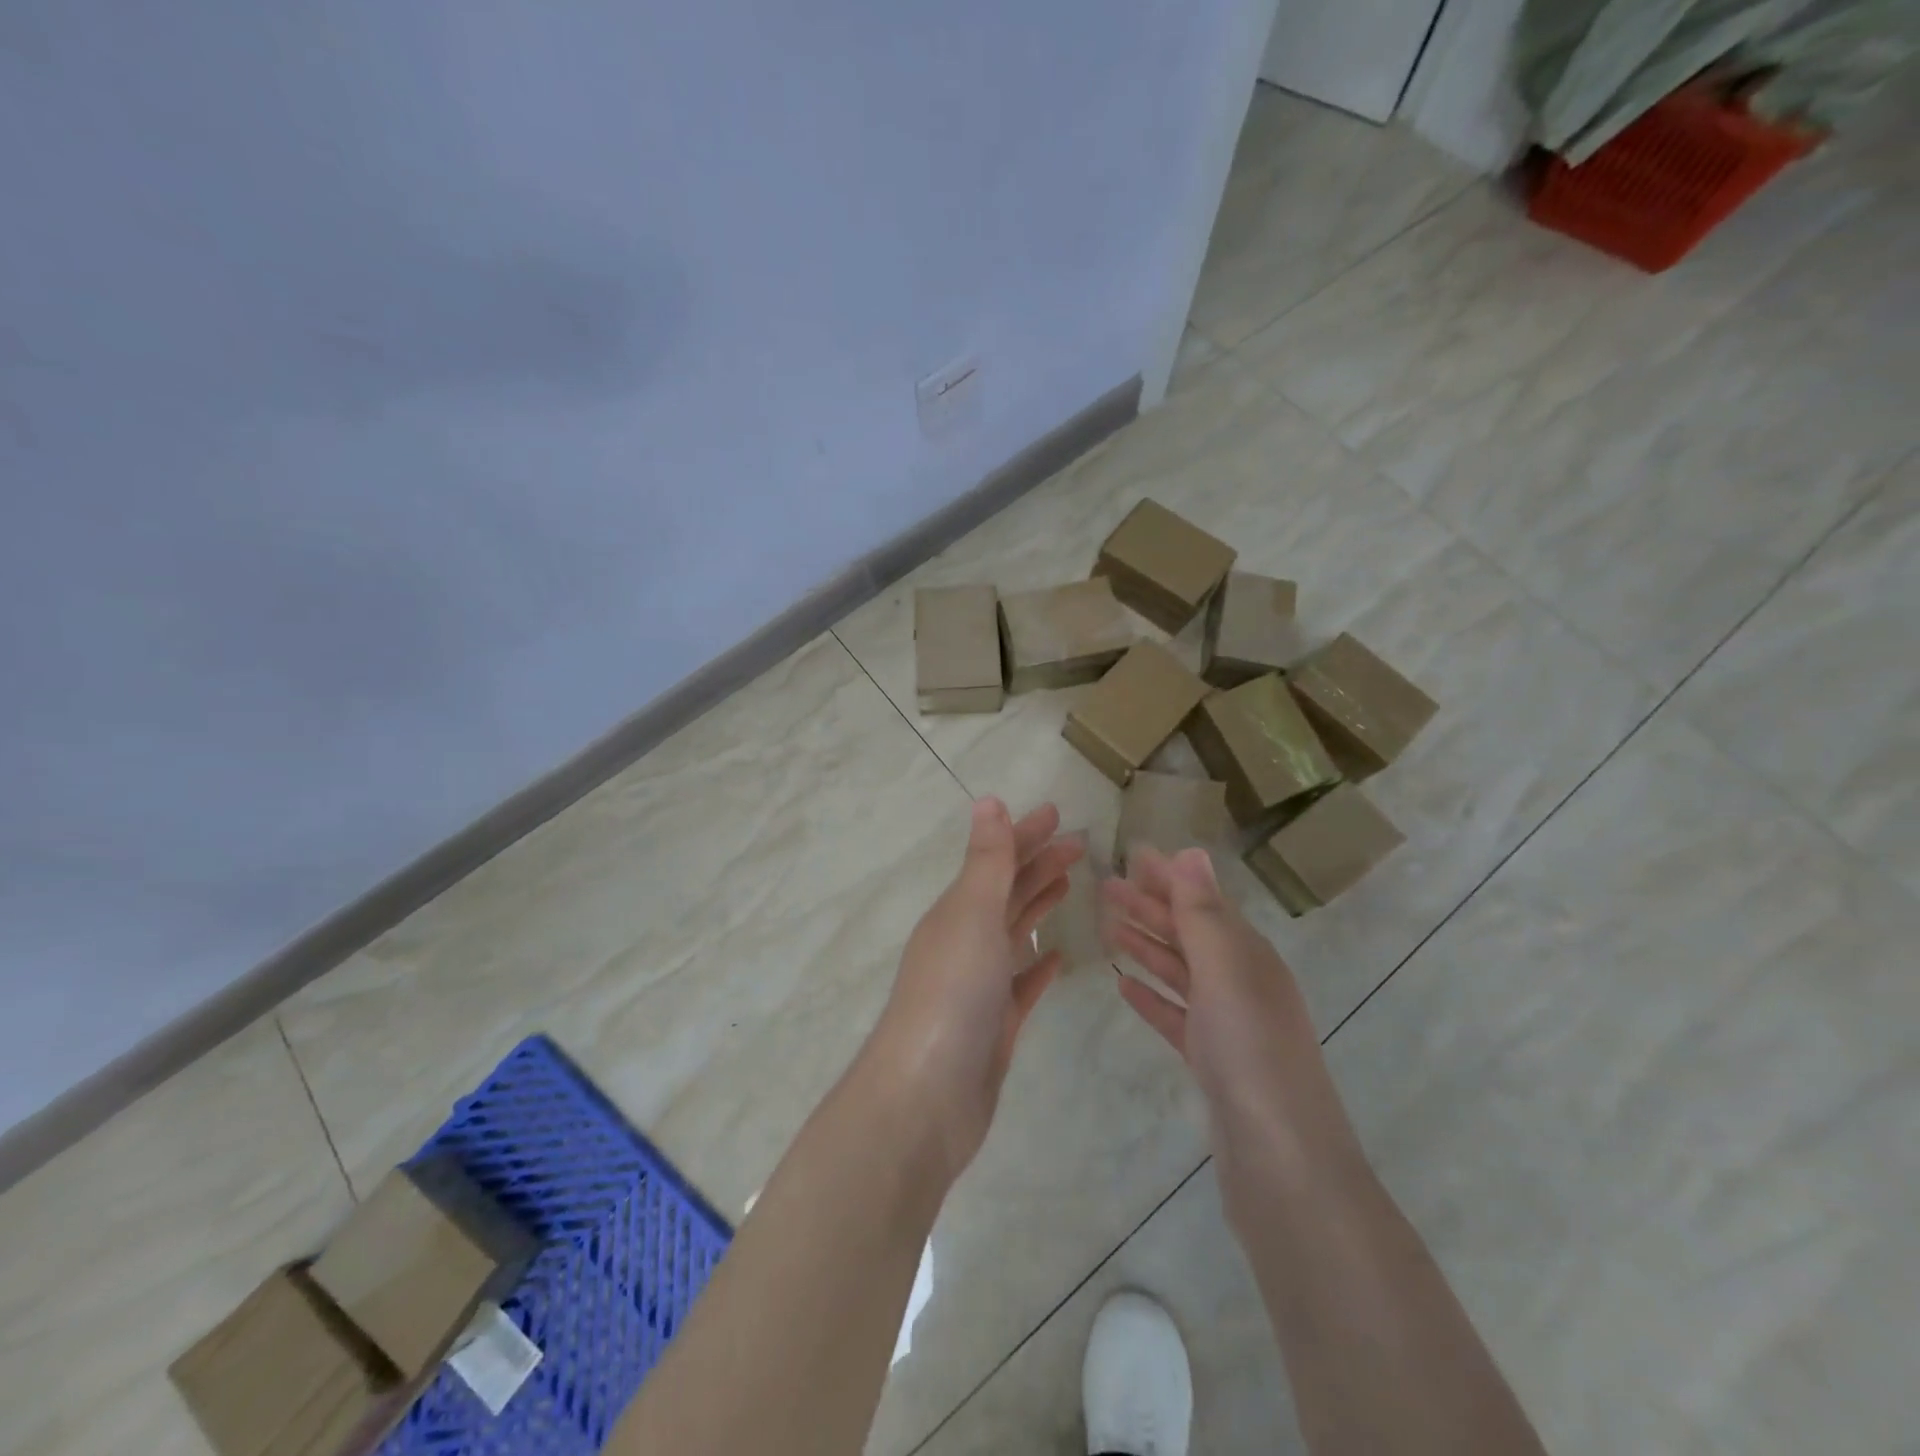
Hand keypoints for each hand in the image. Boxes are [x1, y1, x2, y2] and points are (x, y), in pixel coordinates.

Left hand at [865, 798, 1083, 1180]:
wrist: (926, 1097)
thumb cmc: (952, 995)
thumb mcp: (972, 915)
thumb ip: (987, 861)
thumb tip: (988, 801)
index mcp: (956, 911)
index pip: (996, 860)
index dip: (1025, 834)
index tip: (1059, 813)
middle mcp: (964, 941)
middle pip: (1007, 892)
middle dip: (1039, 863)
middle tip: (1081, 844)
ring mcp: (979, 984)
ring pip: (1014, 932)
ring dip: (1038, 904)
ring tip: (1070, 883)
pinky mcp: (995, 1024)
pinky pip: (1021, 983)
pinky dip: (1038, 965)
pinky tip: (1058, 958)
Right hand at [1101, 847, 1359, 1192]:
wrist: (1283, 1162)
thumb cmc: (1251, 1052)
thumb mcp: (1225, 971)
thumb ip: (1203, 913)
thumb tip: (1191, 852)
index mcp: (1249, 956)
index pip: (1203, 902)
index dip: (1168, 878)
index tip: (1130, 856)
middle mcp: (1242, 983)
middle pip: (1189, 934)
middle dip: (1149, 907)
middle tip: (1103, 886)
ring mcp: (1229, 1025)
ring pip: (1180, 972)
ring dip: (1146, 946)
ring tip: (1107, 927)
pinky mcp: (1213, 1062)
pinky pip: (1176, 1015)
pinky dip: (1152, 996)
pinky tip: (1124, 986)